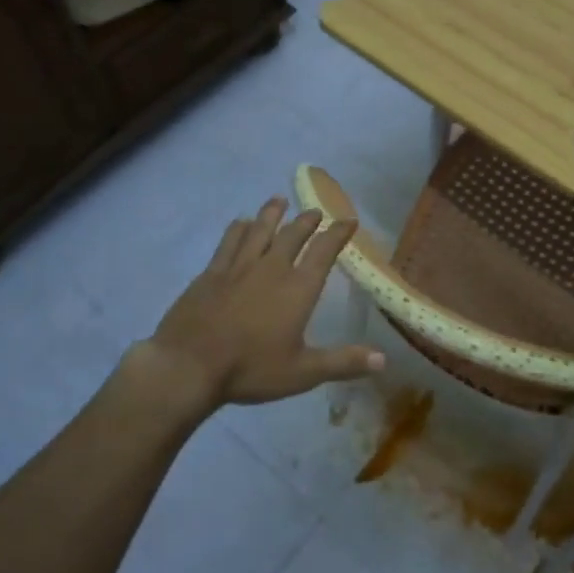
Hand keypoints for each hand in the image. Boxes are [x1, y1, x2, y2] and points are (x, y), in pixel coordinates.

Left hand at [141, 197, 384, 410]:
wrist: (189, 365)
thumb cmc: (251, 369)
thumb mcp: (303, 372)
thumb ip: (343, 362)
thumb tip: (384, 360)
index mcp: (298, 289)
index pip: (323, 252)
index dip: (338, 233)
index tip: (349, 220)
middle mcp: (271, 268)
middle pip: (293, 234)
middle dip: (307, 220)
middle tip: (315, 210)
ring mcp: (238, 267)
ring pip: (259, 230)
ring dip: (271, 214)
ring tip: (279, 200)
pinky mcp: (211, 273)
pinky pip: (228, 242)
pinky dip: (237, 229)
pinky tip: (239, 223)